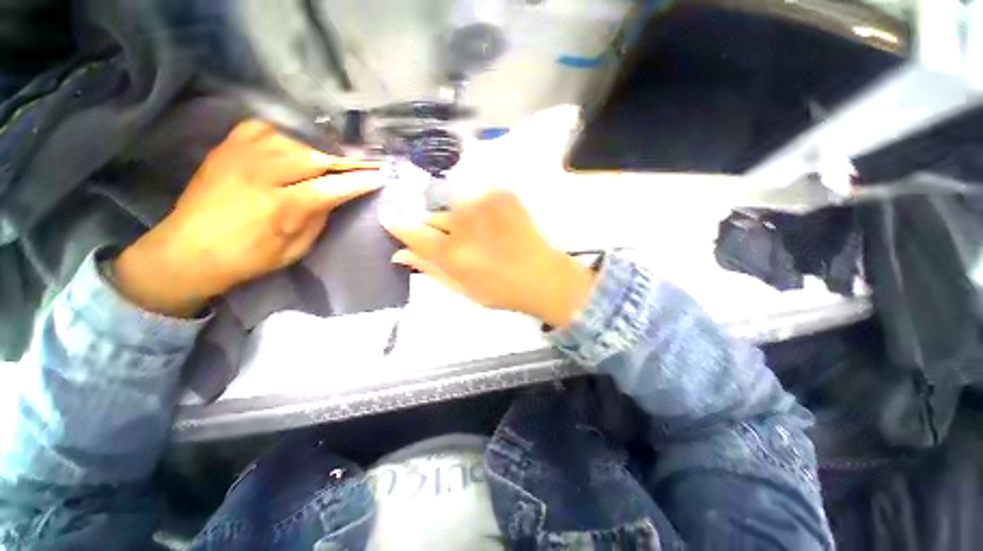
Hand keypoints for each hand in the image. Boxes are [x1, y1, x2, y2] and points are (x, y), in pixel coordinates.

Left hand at [114, 120, 381, 316]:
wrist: (186, 250)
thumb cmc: (246, 259)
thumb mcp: (294, 249)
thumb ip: (317, 219)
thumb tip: (334, 196)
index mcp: (279, 207)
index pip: (331, 187)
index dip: (359, 181)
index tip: (380, 176)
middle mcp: (260, 174)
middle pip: (314, 157)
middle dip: (345, 161)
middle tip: (365, 163)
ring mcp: (239, 156)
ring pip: (293, 140)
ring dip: (319, 149)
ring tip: (333, 158)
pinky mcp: (226, 148)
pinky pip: (263, 127)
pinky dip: (285, 133)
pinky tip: (294, 143)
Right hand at [382, 188, 594, 327]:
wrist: (544, 276)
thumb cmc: (502, 290)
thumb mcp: (462, 289)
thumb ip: (429, 269)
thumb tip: (400, 254)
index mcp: (453, 254)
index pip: (412, 231)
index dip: (398, 224)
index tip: (389, 218)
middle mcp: (465, 224)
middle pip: (433, 215)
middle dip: (435, 227)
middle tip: (455, 240)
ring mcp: (485, 204)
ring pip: (455, 205)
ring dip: (459, 219)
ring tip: (479, 235)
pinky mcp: (502, 193)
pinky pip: (477, 197)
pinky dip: (479, 209)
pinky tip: (493, 224)